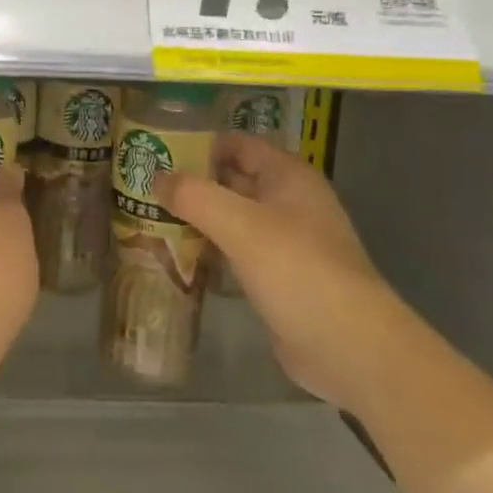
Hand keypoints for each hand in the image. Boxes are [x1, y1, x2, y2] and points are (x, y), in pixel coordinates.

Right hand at [158, 133, 410, 413]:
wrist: (351, 350)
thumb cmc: (298, 271)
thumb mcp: (239, 224)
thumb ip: (194, 195)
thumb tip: (156, 177)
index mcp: (288, 177)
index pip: (236, 144)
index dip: (198, 143)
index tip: (155, 150)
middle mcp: (288, 202)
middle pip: (231, 180)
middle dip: (191, 182)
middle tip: (141, 186)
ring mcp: (286, 242)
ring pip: (231, 218)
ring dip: (196, 218)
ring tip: (149, 217)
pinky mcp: (278, 278)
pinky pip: (236, 252)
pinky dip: (209, 250)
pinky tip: (175, 256)